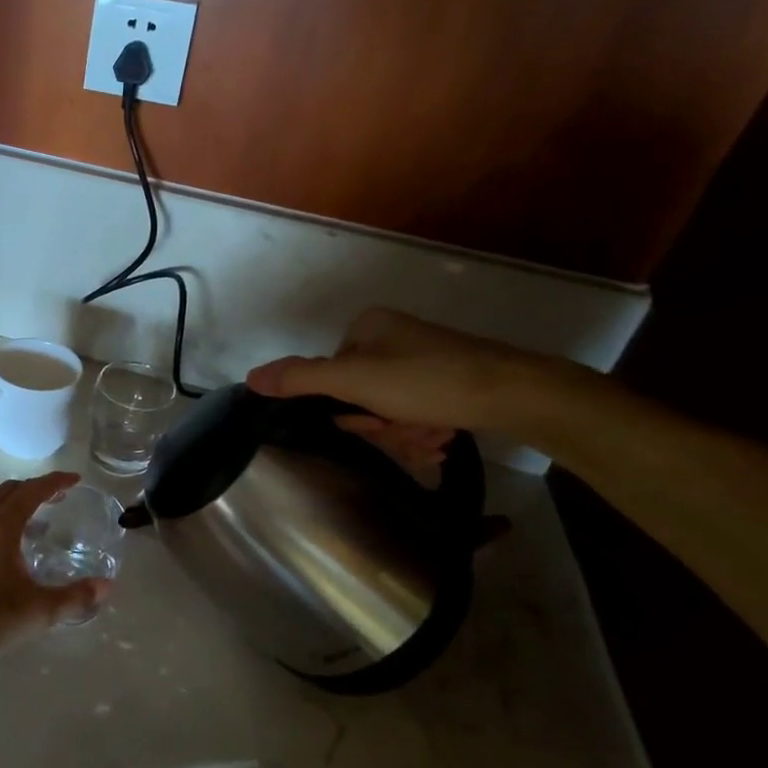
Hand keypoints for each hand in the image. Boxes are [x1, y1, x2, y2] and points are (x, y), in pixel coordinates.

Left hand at [0, 473, 108, 675]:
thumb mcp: (38, 611)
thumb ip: (74, 597)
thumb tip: (106, 587)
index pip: (33, 490)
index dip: (56, 482)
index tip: (74, 480)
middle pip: (7, 492)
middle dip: (32, 492)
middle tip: (54, 500)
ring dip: (7, 510)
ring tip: (26, 529)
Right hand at [245, 309, 566, 471]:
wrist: (518, 394)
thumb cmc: (429, 381)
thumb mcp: (356, 381)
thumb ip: (301, 379)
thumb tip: (249, 378)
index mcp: (368, 327)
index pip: (331, 376)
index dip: (348, 408)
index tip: (373, 421)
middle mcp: (392, 336)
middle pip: (361, 395)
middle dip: (382, 424)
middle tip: (407, 434)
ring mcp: (422, 358)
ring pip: (390, 409)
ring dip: (406, 434)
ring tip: (433, 440)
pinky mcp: (449, 380)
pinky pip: (417, 410)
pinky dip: (426, 429)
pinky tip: (443, 437)